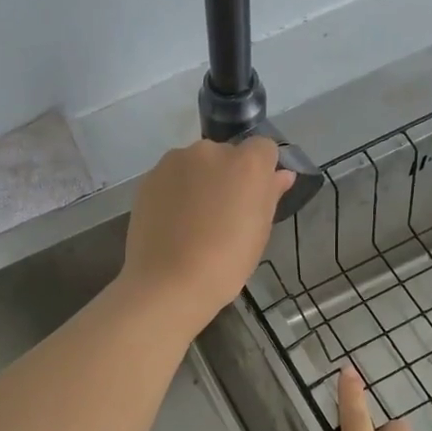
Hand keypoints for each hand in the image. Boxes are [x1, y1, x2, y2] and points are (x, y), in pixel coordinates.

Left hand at [119, 137, 294, 334]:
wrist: (169, 282)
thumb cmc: (226, 262)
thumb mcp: (259, 232)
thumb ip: (270, 194)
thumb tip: (282, 174)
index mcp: (246, 163)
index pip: (263, 148)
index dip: (261, 171)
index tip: (253, 199)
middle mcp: (211, 151)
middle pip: (227, 155)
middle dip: (227, 176)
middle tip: (222, 214)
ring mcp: (175, 162)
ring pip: (196, 165)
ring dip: (199, 182)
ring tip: (193, 221)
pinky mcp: (149, 178)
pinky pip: (171, 178)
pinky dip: (175, 192)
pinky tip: (172, 224)